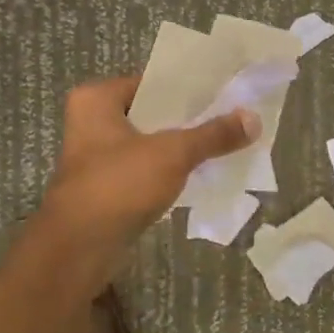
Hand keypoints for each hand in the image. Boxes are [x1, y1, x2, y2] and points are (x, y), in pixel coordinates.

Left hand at [36, 74, 259, 267]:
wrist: (79, 249)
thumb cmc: (119, 184)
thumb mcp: (173, 153)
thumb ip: (213, 135)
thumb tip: (254, 119)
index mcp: (96, 100)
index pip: (152, 83)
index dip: (188, 89)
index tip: (224, 92)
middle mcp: (91, 123)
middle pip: (152, 114)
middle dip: (188, 120)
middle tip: (230, 117)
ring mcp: (96, 159)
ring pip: (149, 144)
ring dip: (180, 148)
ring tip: (223, 144)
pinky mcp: (106, 189)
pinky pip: (146, 171)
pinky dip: (169, 173)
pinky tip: (200, 174)